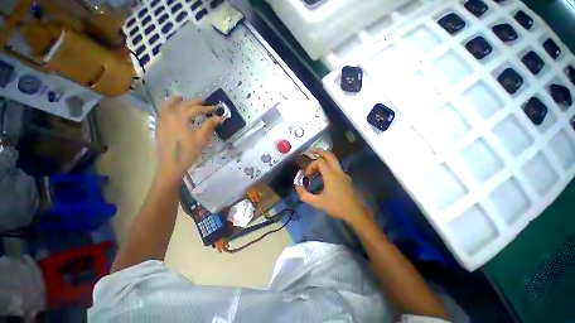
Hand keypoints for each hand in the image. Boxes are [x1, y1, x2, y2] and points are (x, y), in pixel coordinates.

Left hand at [156, 96, 220, 180]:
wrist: (171, 165)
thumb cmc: (188, 152)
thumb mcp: (201, 139)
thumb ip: (209, 126)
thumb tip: (219, 117)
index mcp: (181, 119)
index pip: (195, 109)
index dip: (206, 108)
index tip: (215, 108)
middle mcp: (170, 117)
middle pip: (182, 105)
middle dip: (194, 102)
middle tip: (203, 102)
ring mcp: (162, 122)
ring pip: (167, 106)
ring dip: (175, 101)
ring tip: (181, 98)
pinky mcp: (159, 128)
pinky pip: (162, 113)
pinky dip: (167, 108)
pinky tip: (172, 111)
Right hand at [296, 149, 368, 223]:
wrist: (355, 213)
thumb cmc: (336, 206)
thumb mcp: (318, 203)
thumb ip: (305, 195)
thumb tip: (297, 187)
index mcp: (331, 175)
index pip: (319, 162)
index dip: (311, 166)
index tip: (307, 175)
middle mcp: (338, 171)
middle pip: (329, 155)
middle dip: (320, 151)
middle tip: (312, 151)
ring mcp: (343, 174)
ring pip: (334, 160)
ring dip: (324, 159)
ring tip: (316, 163)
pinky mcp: (346, 178)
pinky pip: (336, 167)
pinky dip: (329, 166)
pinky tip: (324, 174)